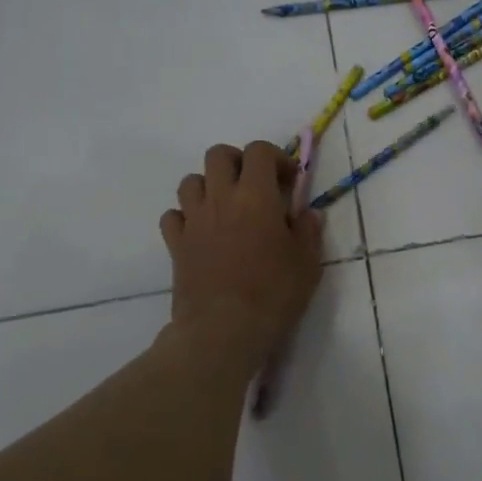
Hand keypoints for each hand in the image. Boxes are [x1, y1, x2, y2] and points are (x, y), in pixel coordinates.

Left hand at [160, 141, 323, 366]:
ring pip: (190, 181)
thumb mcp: (307, 263)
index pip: (258, 150)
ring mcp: (194, 220)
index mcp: (256, 196)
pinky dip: (186, 216)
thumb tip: (308, 213)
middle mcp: (220, 198)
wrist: (223, 330)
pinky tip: (201, 232)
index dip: (276, 157)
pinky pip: (173, 215)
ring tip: (226, 207)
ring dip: (209, 186)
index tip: (289, 181)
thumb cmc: (273, 294)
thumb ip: (308, 231)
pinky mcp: (175, 245)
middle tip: (255, 185)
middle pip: (218, 155)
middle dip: (238, 161)